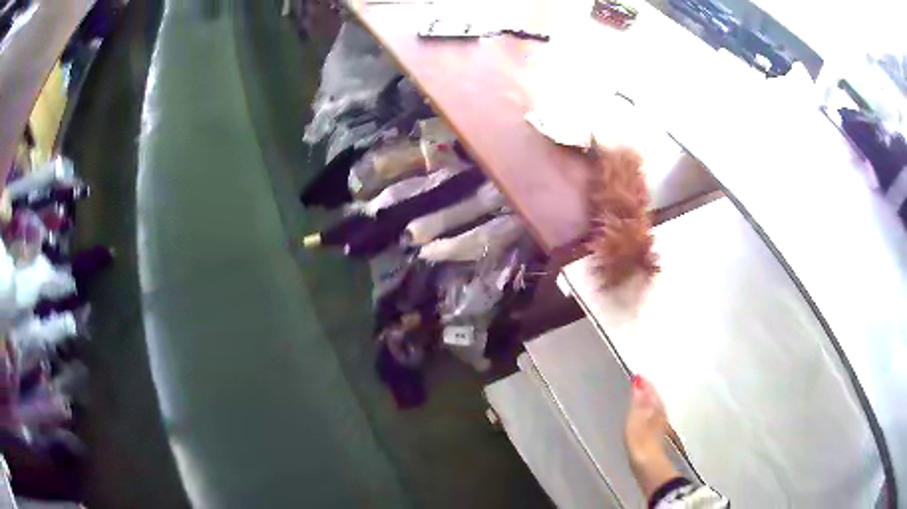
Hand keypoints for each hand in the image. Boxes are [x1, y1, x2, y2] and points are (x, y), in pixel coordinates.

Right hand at [624, 375, 679, 499]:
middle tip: (640, 383)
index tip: (638, 376)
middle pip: (655, 397)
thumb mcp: (635, 417)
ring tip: (642, 397)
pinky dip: (649, 411)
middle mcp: (660, 412)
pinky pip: (654, 416)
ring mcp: (660, 424)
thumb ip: (638, 400)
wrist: (648, 463)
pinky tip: (646, 416)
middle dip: (648, 390)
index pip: (651, 390)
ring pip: (655, 407)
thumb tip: (639, 382)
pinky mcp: (656, 435)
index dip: (645, 383)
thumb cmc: (640, 439)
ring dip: (649, 401)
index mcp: (656, 406)